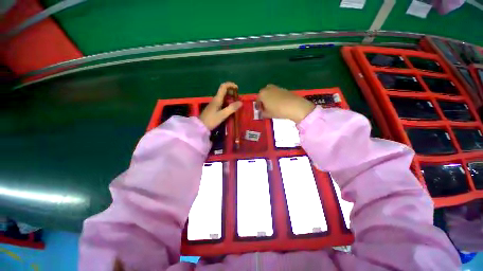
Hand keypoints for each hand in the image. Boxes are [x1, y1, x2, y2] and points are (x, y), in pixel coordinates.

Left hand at [199, 82, 242, 129]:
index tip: (237, 88)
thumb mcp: (223, 115)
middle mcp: (215, 99)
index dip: (230, 85)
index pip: (223, 87)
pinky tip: (230, 107)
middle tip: (238, 97)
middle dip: (232, 91)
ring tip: (236, 102)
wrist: (201, 126)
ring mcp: (214, 103)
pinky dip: (227, 102)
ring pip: (223, 96)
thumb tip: (241, 102)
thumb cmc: (211, 120)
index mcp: (217, 99)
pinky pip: (222, 101)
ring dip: (230, 97)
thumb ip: (232, 108)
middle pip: (224, 91)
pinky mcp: (214, 108)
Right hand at [257, 84, 314, 123]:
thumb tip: (262, 112)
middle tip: (266, 108)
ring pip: (270, 93)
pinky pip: (277, 93)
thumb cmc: (277, 110)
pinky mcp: (284, 89)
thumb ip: (262, 113)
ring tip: (273, 106)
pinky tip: (279, 104)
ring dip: (270, 98)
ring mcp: (276, 88)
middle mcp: (268, 88)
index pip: (257, 100)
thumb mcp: (267, 114)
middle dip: (263, 101)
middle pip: (263, 94)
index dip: (258, 106)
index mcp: (262, 94)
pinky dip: (276, 98)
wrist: (294, 106)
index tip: (260, 111)